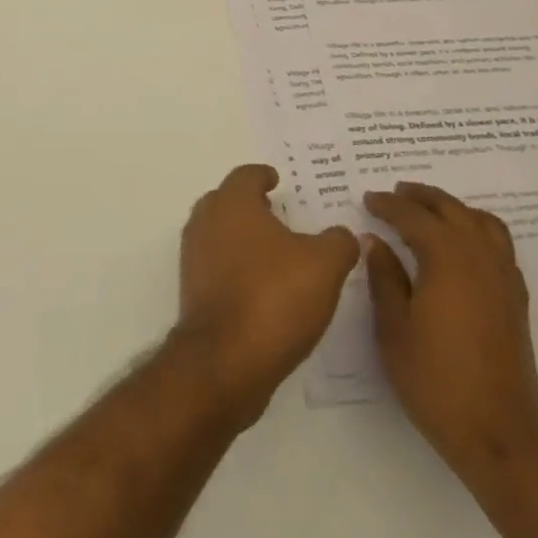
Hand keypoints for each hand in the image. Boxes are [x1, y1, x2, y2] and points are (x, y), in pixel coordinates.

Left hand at [175, 165, 358, 422]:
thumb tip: (343, 234)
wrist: (225, 362)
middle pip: (227, 201)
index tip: (278, 181)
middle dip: (251, 206)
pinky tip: (263, 287)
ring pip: (219, 234)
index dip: (264, 176)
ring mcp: (194, 258)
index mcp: (233, 203)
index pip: (246, 175)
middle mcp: (206, 222)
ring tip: (277, 254)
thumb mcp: (324, 265)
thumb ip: (339, 242)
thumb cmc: (274, 297)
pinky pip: (217, 266)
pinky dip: (236, 268)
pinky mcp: (193, 292)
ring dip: (243, 238)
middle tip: (279, 215)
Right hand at [363, 182, 537, 486]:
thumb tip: (374, 241)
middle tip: (395, 194)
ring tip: (429, 212)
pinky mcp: (516, 299)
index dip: (388, 205)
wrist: (497, 434)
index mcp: (447, 258)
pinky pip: (498, 245)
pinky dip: (476, 230)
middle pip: (451, 209)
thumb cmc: (435, 380)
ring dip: (453, 209)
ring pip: (481, 221)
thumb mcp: (393, 328)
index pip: (413, 216)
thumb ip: (384, 277)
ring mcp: (504, 277)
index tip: (368, 199)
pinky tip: (460, 248)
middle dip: (421, 197)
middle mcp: (480, 257)